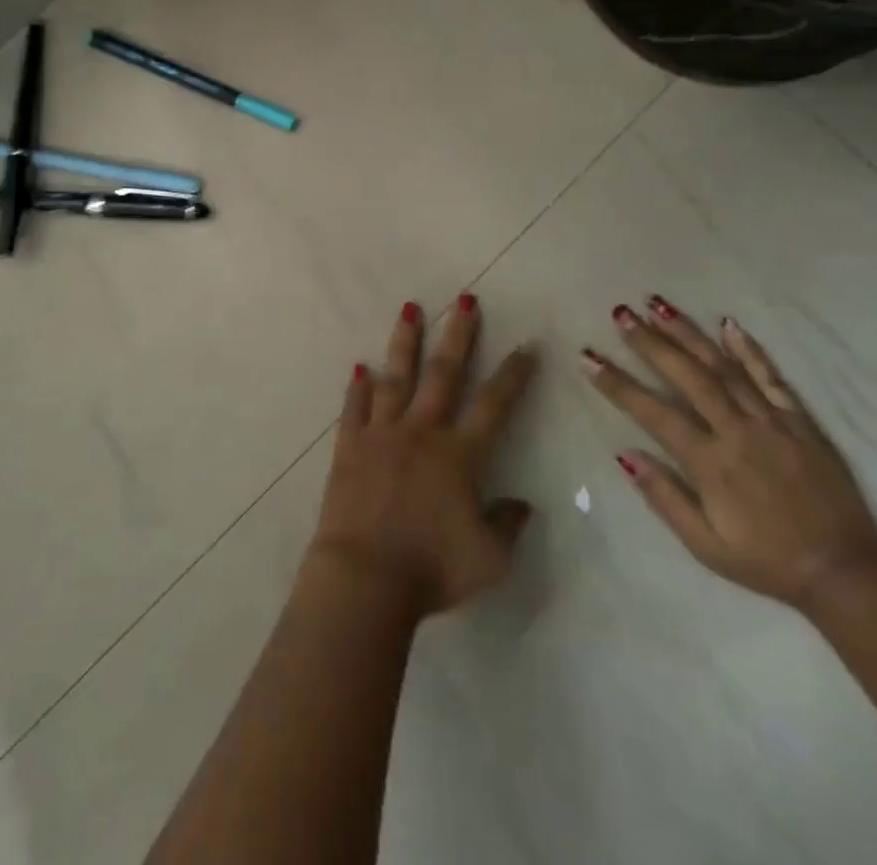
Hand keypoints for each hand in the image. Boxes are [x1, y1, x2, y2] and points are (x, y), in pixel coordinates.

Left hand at [309, 296, 537, 620]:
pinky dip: (358, 388)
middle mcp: (422, 432)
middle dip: (458, 335)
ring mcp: (382, 434)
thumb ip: (508, 526)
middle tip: (465, 299)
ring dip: (406, 342)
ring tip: (411, 309)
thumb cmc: (432, 569)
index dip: (513, 375)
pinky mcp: (350, 446)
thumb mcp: (490, 559)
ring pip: (397, 377)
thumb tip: (522, 504)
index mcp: (460, 455)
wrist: (366, 577)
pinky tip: (360, 368)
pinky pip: (355, 409)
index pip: (494, 405)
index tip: (526, 347)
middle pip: (444, 374)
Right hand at [583, 297, 876, 609]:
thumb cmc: (766, 561)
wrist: (845, 574)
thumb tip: (624, 454)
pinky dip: (749, 350)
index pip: (653, 412)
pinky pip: (772, 378)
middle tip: (621, 313)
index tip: (588, 358)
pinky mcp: (801, 423)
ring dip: (688, 334)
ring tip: (659, 305)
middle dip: (650, 342)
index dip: (617, 384)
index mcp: (710, 462)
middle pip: (688, 376)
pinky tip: (729, 325)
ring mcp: (772, 422)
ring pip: (724, 367)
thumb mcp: (706, 546)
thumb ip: (664, 498)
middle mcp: (737, 431)